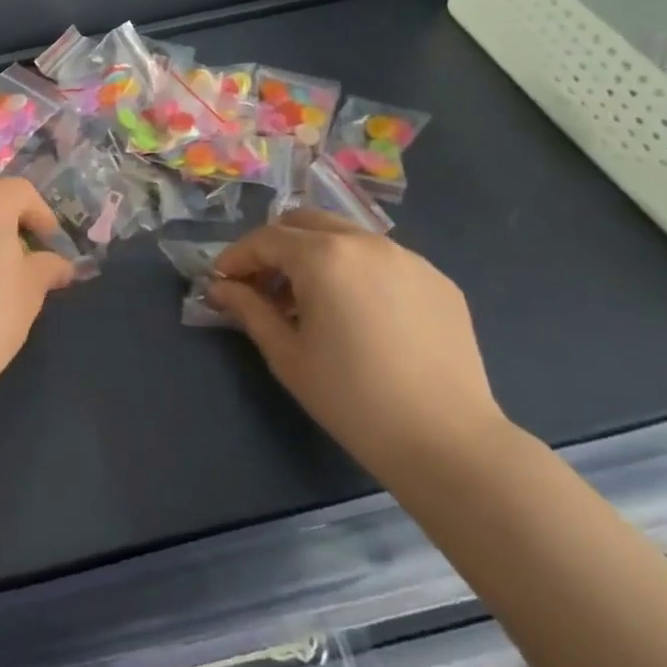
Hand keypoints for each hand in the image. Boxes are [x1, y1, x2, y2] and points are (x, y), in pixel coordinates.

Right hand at [207, 211, 507, 478]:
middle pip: (305, 223)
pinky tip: (359, 314)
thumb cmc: (352, 400)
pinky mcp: (438, 279)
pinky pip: (383, 260)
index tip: (222, 282)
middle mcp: (366, 242)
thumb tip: (219, 288)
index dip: (237, 257)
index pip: (266, 239)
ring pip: (346, 236)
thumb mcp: (287, 356)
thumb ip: (249, 310)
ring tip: (311, 301)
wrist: (447, 443)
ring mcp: (408, 257)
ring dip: (316, 255)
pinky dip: (357, 271)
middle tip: (263, 285)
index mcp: (325, 256)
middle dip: (275, 246)